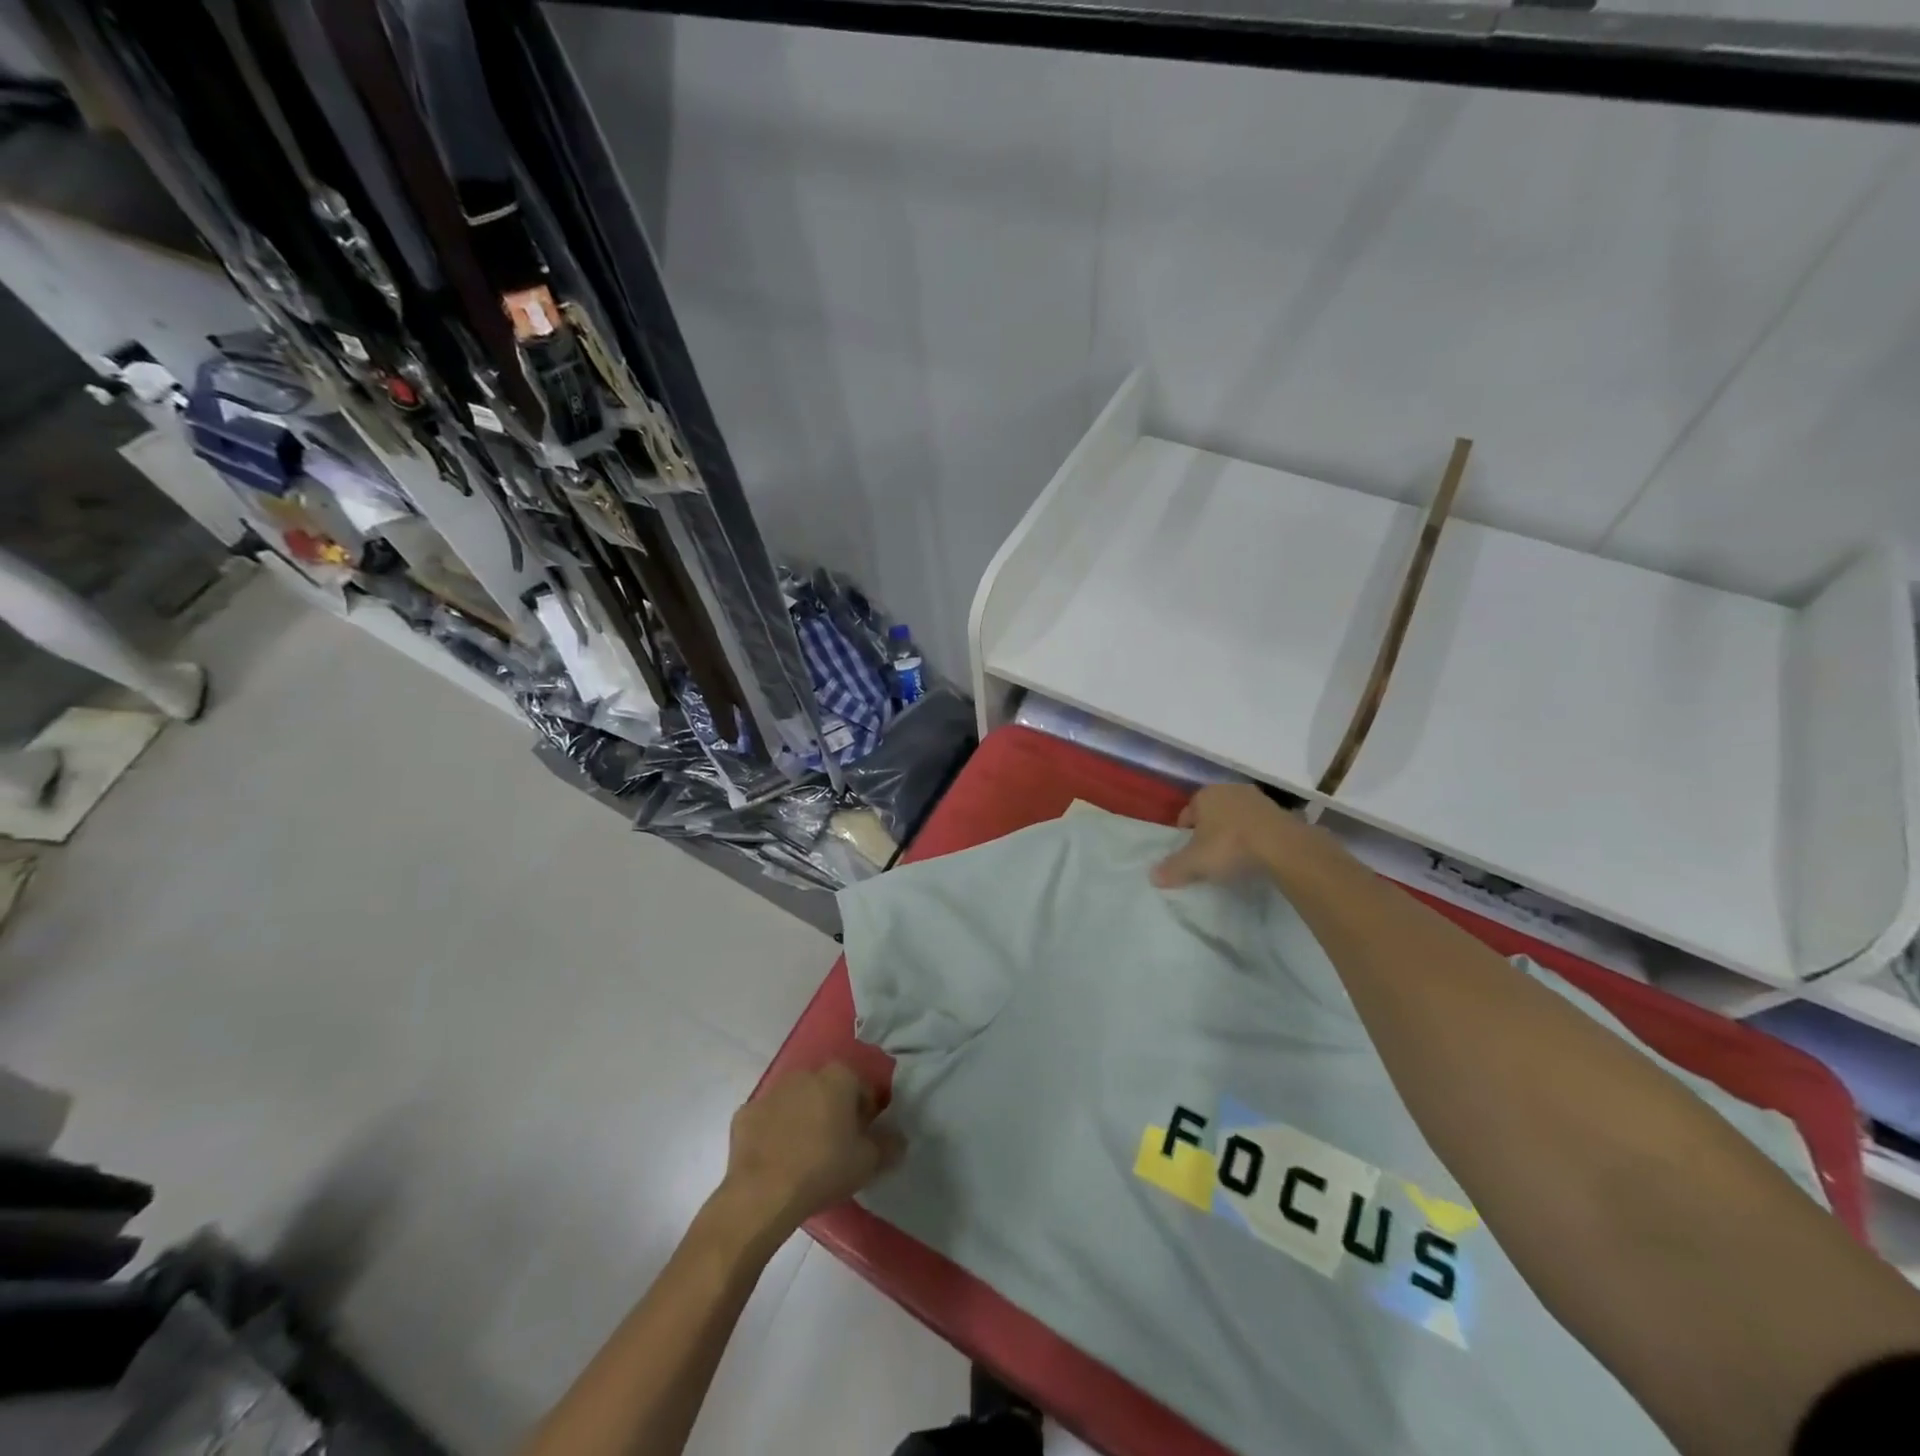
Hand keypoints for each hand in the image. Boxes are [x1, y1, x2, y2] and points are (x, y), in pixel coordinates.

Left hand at [716, 1062, 904, 1245]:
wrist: (762, 1193)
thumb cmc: (824, 1169)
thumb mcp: (868, 1162)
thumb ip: (889, 1146)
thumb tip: (899, 1139)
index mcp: (838, 1077)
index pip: (862, 1089)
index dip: (867, 1114)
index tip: (864, 1140)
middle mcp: (805, 1074)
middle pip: (827, 1090)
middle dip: (833, 1112)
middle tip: (837, 1147)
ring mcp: (771, 1092)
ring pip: (795, 1102)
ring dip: (802, 1119)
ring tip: (805, 1155)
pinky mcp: (745, 1114)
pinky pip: (767, 1120)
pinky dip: (773, 1133)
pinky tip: (776, 1160)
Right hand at [1151, 783, 1328, 888]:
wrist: (1282, 846)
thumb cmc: (1230, 846)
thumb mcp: (1195, 862)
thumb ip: (1173, 868)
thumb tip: (1152, 876)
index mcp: (1204, 795)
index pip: (1186, 814)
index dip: (1186, 835)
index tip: (1191, 855)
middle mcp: (1229, 789)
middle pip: (1212, 813)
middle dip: (1210, 831)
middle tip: (1211, 856)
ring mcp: (1257, 798)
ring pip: (1236, 817)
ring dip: (1234, 832)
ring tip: (1235, 856)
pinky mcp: (1280, 810)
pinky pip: (1259, 824)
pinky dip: (1255, 836)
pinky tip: (1257, 854)